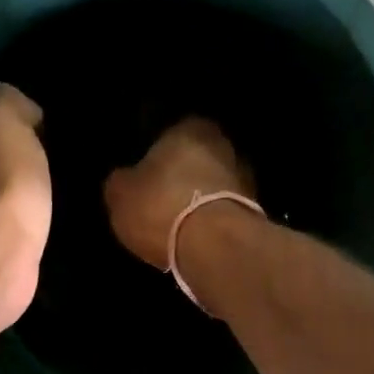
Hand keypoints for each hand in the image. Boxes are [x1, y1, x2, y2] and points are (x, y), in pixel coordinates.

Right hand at [103, 117, 254, 269]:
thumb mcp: (120, 194)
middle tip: (158, 198)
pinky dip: (208, 220)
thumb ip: (121, 181)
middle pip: (194, 158)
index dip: (153, 154)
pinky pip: (220, 210)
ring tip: (175, 222)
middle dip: (179, 175)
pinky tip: (192, 236)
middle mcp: (222, 143)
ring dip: (196, 198)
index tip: (143, 174)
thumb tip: (124, 178)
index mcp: (189, 127)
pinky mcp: (253, 210)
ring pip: (210, 184)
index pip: (168, 132)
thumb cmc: (160, 207)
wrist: (214, 246)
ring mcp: (243, 176)